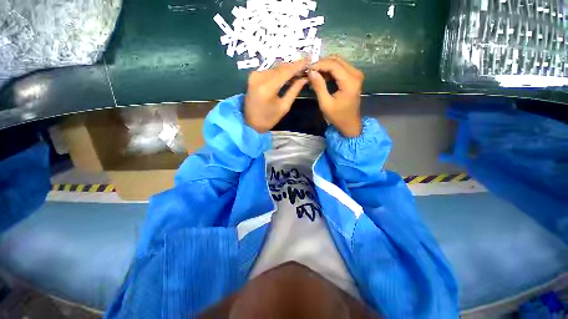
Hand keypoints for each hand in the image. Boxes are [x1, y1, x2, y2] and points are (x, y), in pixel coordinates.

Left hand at [245, 59, 308, 132]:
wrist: (250, 123)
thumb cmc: (269, 119)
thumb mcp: (284, 107)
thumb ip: (294, 90)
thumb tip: (304, 78)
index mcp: (267, 87)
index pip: (286, 71)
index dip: (298, 65)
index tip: (309, 58)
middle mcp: (259, 77)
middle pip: (280, 68)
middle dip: (293, 66)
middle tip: (305, 67)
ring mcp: (254, 75)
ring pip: (275, 68)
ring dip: (287, 69)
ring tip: (298, 71)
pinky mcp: (253, 76)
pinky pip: (269, 71)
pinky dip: (279, 72)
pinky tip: (286, 74)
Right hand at [307, 56, 363, 136]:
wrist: (350, 123)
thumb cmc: (338, 116)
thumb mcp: (325, 104)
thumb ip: (319, 86)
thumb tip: (311, 72)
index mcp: (350, 82)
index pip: (333, 65)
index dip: (319, 64)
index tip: (307, 69)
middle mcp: (355, 74)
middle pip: (336, 60)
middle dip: (321, 63)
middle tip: (309, 71)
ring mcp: (356, 74)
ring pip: (338, 62)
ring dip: (325, 66)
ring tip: (313, 74)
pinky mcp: (353, 77)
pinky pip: (340, 68)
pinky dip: (330, 70)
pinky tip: (321, 77)